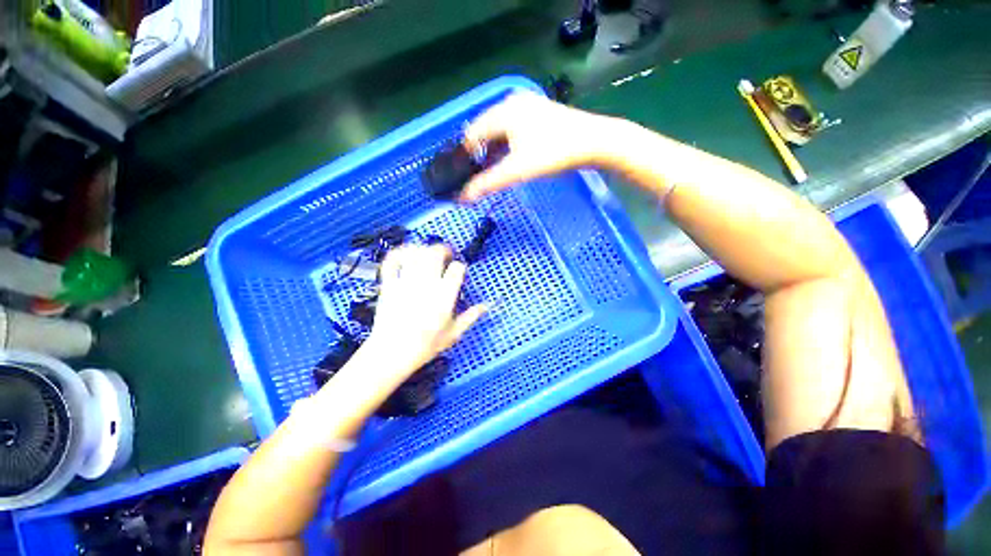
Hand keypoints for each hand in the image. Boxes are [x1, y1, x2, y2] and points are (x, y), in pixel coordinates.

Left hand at [362, 245, 485, 384]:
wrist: (392, 354)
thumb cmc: (425, 345)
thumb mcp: (453, 334)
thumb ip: (470, 317)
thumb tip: (486, 306)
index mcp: (444, 296)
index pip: (457, 269)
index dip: (460, 267)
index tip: (459, 272)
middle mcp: (426, 285)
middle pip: (435, 254)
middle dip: (443, 250)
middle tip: (446, 255)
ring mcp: (405, 283)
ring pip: (416, 254)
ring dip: (424, 249)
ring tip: (428, 254)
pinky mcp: (389, 285)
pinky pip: (392, 262)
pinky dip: (399, 253)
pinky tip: (407, 254)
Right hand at [460, 92, 619, 200]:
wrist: (595, 142)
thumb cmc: (553, 153)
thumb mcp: (517, 170)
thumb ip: (488, 183)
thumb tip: (464, 198)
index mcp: (502, 112)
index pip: (472, 134)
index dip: (465, 157)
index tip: (464, 177)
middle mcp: (511, 103)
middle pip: (485, 131)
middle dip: (480, 155)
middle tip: (479, 177)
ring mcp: (528, 106)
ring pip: (500, 131)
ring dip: (494, 151)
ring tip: (493, 172)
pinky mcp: (540, 114)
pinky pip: (514, 130)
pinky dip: (508, 146)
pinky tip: (512, 160)